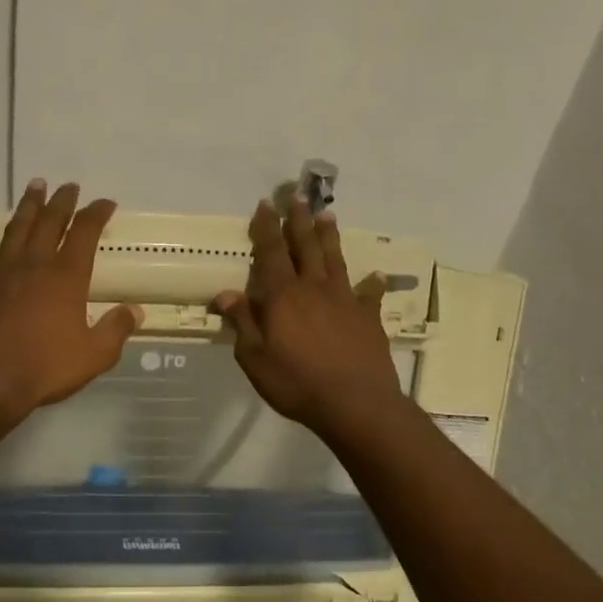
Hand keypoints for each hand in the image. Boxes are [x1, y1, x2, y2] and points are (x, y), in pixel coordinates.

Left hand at [0, 180, 143, 426]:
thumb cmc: (45, 369)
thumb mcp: (94, 356)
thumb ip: (116, 329)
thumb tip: (135, 310)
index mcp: (67, 277)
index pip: (85, 234)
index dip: (97, 214)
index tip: (105, 203)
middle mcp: (34, 264)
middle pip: (50, 222)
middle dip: (63, 202)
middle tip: (69, 186)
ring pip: (16, 228)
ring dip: (27, 206)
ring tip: (35, 186)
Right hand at [213, 197, 402, 439]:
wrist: (355, 404)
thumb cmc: (296, 383)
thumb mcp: (255, 358)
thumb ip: (242, 323)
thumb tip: (227, 293)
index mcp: (283, 296)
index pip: (271, 253)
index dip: (266, 228)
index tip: (265, 205)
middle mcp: (314, 288)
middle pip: (305, 246)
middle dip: (298, 221)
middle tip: (297, 197)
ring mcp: (345, 300)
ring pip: (335, 259)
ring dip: (329, 237)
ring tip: (327, 215)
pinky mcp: (368, 317)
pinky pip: (368, 294)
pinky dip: (371, 283)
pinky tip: (375, 276)